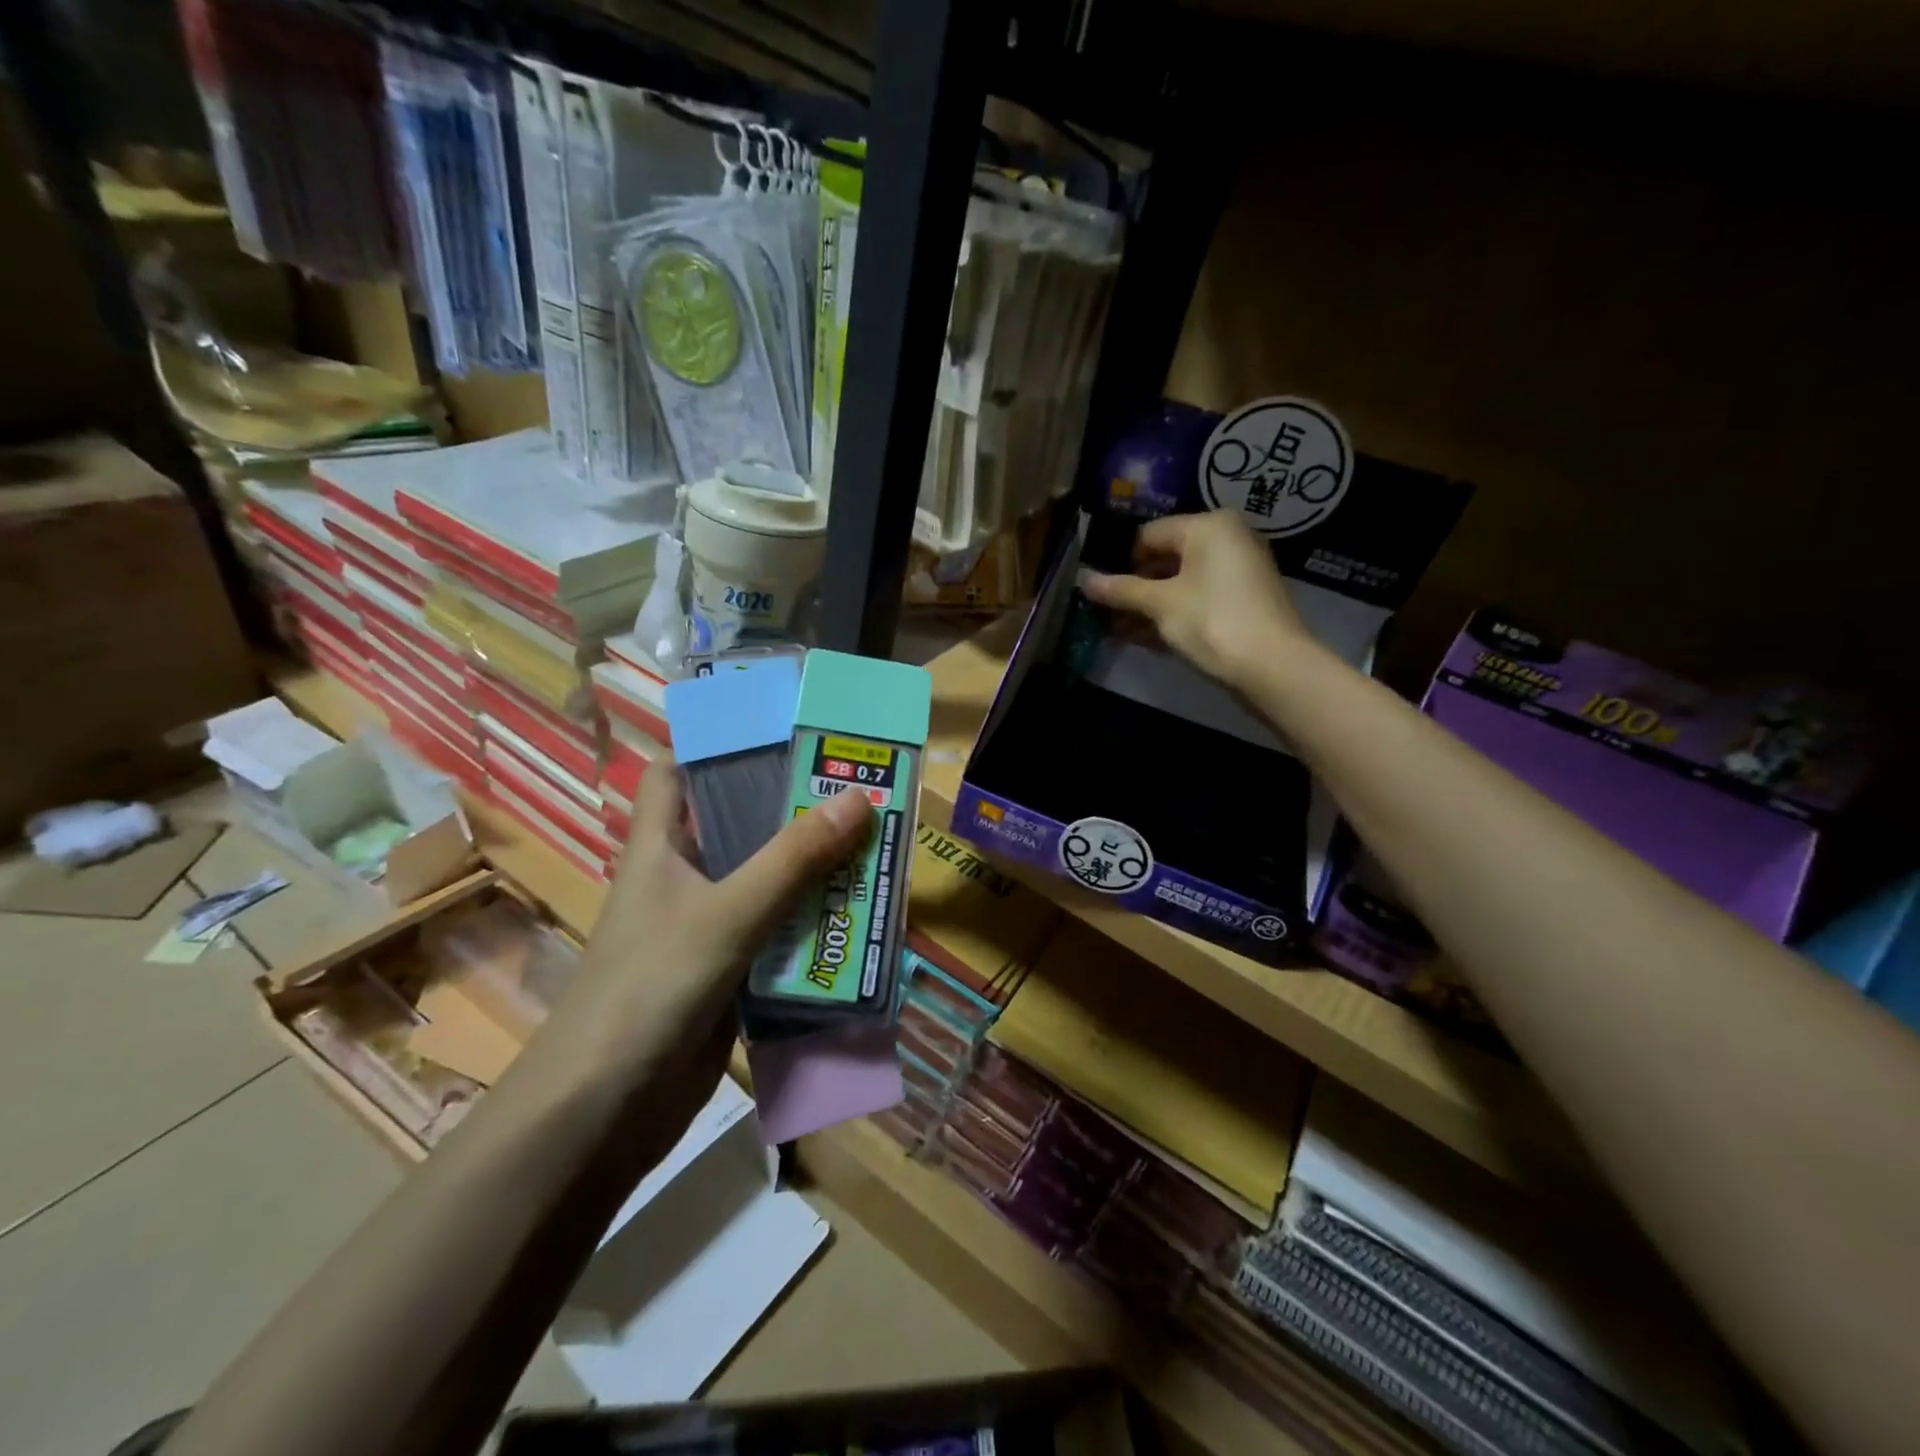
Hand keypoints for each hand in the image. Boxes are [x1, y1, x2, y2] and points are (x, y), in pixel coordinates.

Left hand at [549, 762, 873, 1134]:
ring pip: (766, 881)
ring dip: (812, 869)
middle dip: (792, 808)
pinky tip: (858, 917)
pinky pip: (778, 933)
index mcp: (661, 846)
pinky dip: (812, 924)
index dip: (716, 743)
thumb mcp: (727, 912)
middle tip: (856, 787)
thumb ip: (792, 859)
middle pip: (738, 824)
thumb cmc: (650, 987)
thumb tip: (858, 797)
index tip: (780, 728)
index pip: (676, 771)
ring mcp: (707, 927)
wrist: (605, 1110)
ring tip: (874, 843)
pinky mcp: (729, 972)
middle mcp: (683, 878)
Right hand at [1082, 509, 1310, 686]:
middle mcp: (1227, 540)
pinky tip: (1141, 637)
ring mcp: (1237, 573)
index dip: (1120, 561)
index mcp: (1208, 527)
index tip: (1098, 587)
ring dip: (1148, 605)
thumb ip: (1121, 590)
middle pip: (1166, 558)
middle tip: (1103, 610)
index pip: (1150, 534)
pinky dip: (1171, 614)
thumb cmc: (1211, 621)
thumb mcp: (1160, 604)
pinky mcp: (1242, 603)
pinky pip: (1197, 600)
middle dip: (1134, 586)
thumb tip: (1084, 581)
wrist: (1272, 666)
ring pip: (1180, 583)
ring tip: (1115, 628)